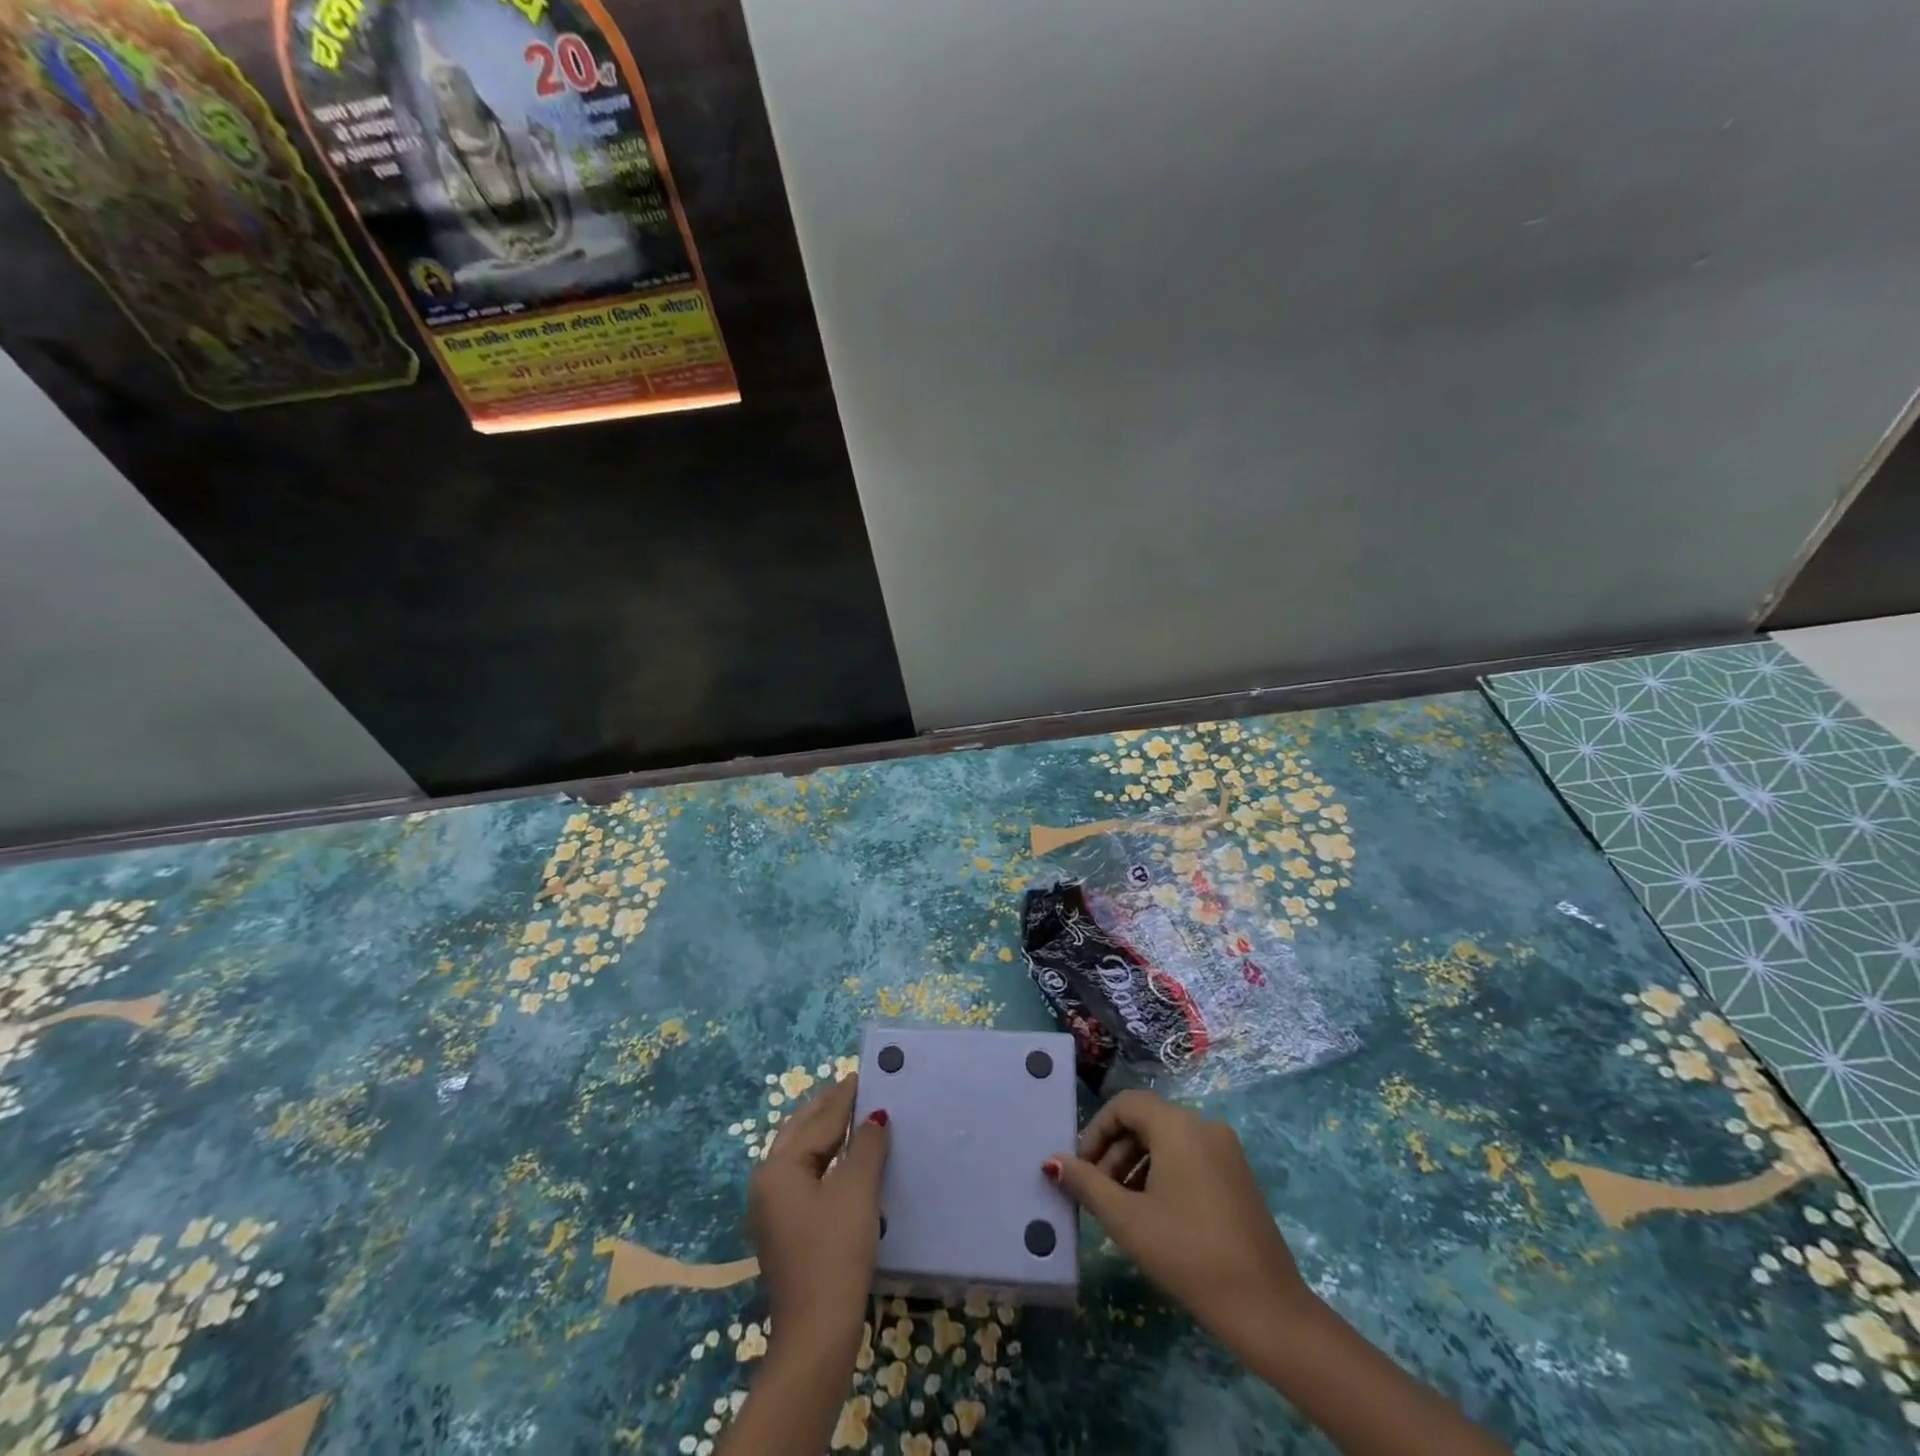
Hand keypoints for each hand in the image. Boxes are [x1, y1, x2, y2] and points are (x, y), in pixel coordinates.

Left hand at [747, 1073, 889, 1356]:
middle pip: (801, 1132)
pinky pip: (806, 1177)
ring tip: (855, 1115)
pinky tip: (846, 1158)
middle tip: (855, 1087)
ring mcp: (773, 1209)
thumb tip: (875, 1117)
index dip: (843, 1097)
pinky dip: (826, 1159)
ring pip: (802, 1155)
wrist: (817, 1334)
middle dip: (827, 1109)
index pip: (818, 1120)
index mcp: (778, 1167)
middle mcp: (767, 1182)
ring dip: (827, 1134)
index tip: (861, 1074)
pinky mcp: (785, 1230)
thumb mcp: (856, 1191)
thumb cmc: (835, 1253)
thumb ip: (867, 1146)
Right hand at [1048, 1091, 1508, 1455]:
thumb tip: (1053, 1162)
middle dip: (1114, 1153)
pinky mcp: (1238, 1176)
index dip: (1096, 1131)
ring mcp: (1226, 1150)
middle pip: (1146, 1122)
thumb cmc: (1187, 1253)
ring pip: (1167, 1142)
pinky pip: (1190, 1158)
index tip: (1081, 1169)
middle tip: (1097, 1194)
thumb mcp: (1127, 1219)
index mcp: (1178, 1125)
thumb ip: (1086, 1184)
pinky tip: (1155, 1215)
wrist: (1266, 1308)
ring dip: (1137, 1166)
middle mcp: (1204, 1125)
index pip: (1125, 1104)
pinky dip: (1164, 1175)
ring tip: (1122, 1210)